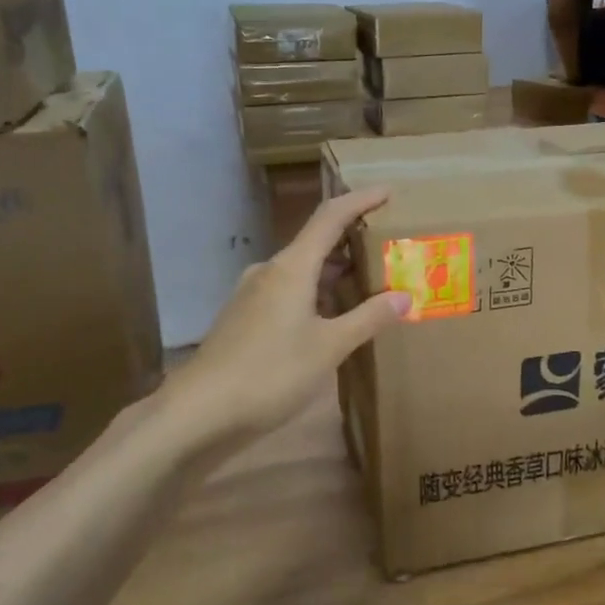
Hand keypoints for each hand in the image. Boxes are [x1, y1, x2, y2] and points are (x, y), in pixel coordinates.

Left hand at [168, 188, 410, 438]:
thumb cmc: (270, 373)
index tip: (388, 192)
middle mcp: (270, 271)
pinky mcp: (246, 319)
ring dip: (336, 273)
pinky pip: (289, 293)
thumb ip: (368, 318)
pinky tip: (334, 318)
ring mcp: (253, 295)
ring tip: (371, 283)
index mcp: (291, 267)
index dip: (360, 200)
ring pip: (302, 272)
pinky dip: (317, 295)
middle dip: (353, 242)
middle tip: (390, 247)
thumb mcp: (328, 347)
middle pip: (317, 243)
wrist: (199, 412)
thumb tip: (404, 296)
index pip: (330, 217)